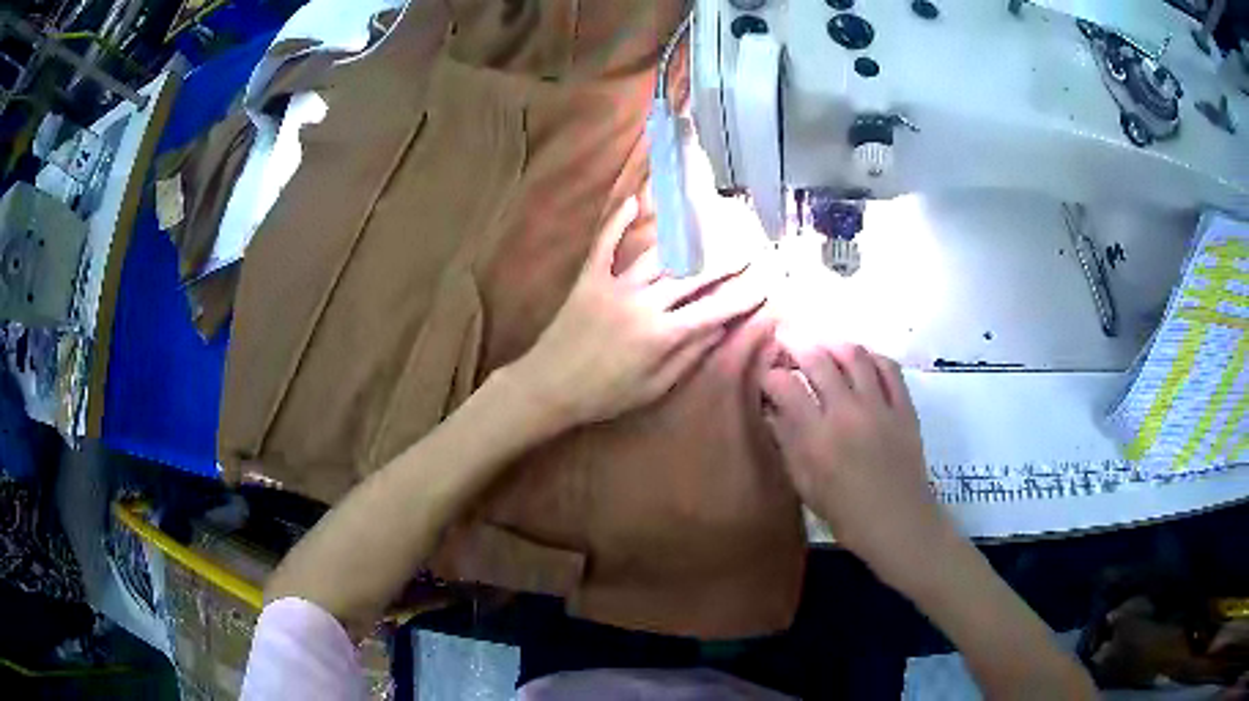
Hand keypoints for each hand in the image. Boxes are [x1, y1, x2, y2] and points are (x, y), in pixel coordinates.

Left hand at [513, 197, 766, 427]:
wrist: (548, 386)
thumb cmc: (604, 395)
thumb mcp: (653, 387)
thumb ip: (689, 356)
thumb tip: (721, 329)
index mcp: (662, 335)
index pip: (714, 309)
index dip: (743, 295)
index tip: (766, 282)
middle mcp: (644, 303)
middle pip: (693, 276)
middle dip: (725, 262)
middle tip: (749, 247)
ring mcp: (615, 286)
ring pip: (659, 257)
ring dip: (688, 241)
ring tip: (711, 226)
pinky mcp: (589, 279)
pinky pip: (605, 244)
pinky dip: (618, 222)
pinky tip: (634, 201)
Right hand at [761, 337, 947, 583]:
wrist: (897, 521)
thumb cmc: (846, 512)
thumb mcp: (805, 485)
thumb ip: (788, 444)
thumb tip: (773, 411)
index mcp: (817, 437)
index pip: (785, 387)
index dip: (770, 375)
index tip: (766, 376)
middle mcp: (846, 412)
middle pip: (818, 360)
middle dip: (796, 345)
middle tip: (786, 340)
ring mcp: (879, 406)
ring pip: (854, 356)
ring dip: (833, 343)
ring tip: (823, 345)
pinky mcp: (904, 406)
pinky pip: (889, 367)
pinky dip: (872, 356)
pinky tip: (862, 359)